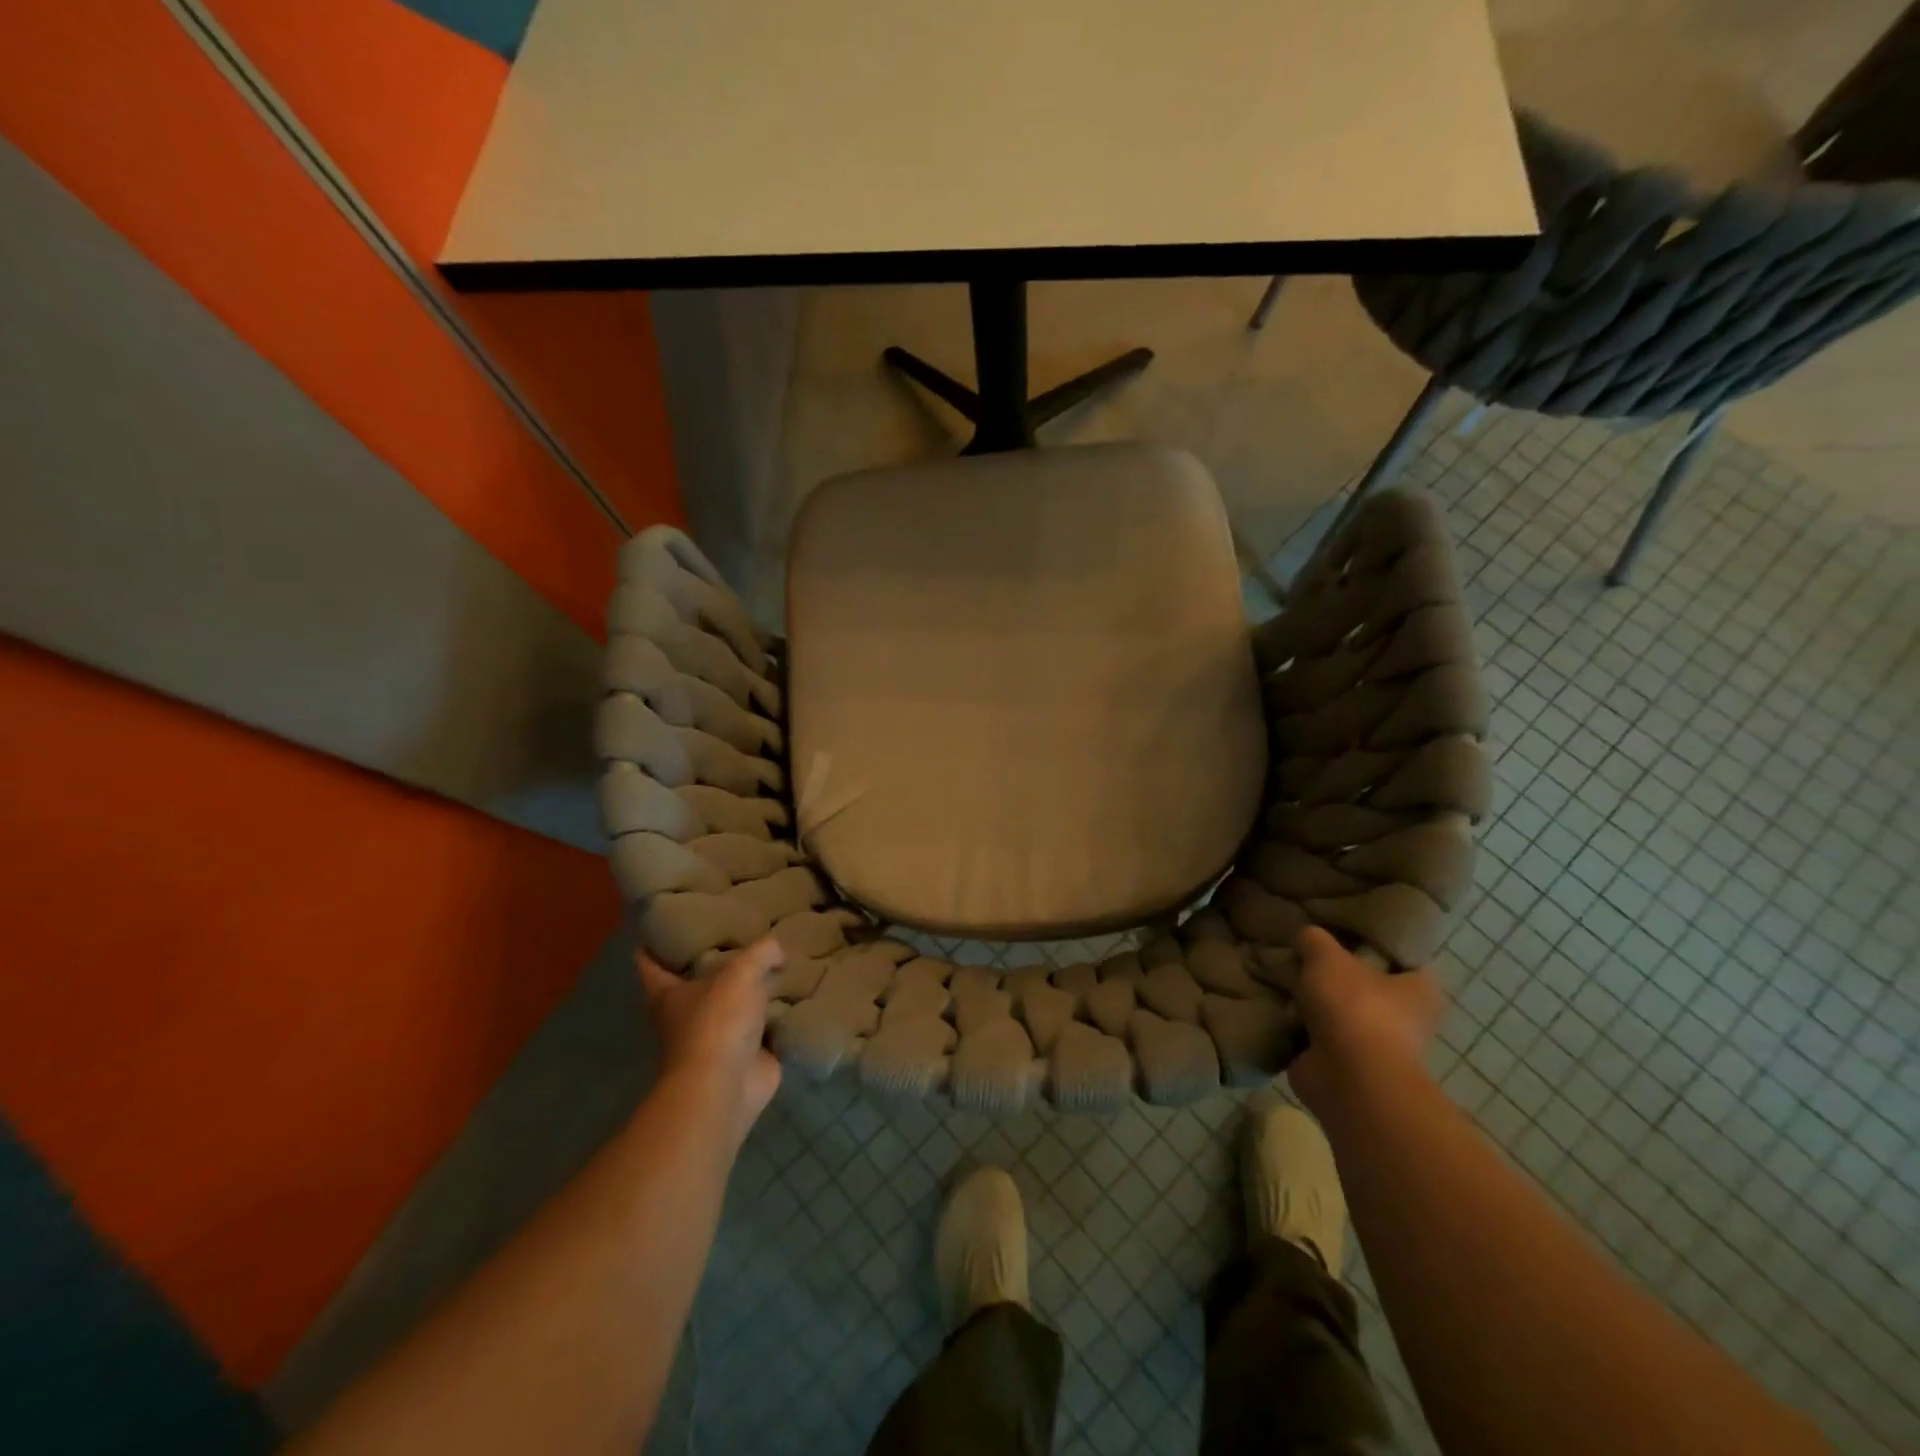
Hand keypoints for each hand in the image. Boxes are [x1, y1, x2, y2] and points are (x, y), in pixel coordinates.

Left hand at [638, 938, 783, 1148]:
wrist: (727, 1087)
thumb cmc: (717, 1022)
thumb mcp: (741, 972)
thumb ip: (761, 952)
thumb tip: (777, 952)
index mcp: (667, 994)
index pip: (650, 963)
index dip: (656, 942)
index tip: (669, 923)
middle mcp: (686, 1015)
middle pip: (697, 982)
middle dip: (716, 963)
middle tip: (742, 934)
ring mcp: (715, 1038)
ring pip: (733, 1004)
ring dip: (752, 990)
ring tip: (779, 961)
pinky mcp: (744, 1056)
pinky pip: (764, 1027)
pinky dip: (778, 1015)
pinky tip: (797, 994)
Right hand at [1286, 926, 1441, 1116]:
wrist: (1347, 1078)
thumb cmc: (1354, 1007)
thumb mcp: (1326, 955)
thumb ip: (1314, 939)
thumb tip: (1304, 937)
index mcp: (1418, 989)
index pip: (1403, 958)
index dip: (1376, 943)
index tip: (1345, 931)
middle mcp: (1405, 1019)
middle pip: (1366, 986)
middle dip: (1337, 975)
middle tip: (1304, 953)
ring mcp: (1375, 1046)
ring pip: (1339, 1012)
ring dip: (1314, 1002)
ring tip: (1282, 977)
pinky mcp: (1345, 1066)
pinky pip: (1317, 1037)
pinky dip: (1298, 1027)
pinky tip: (1275, 1006)